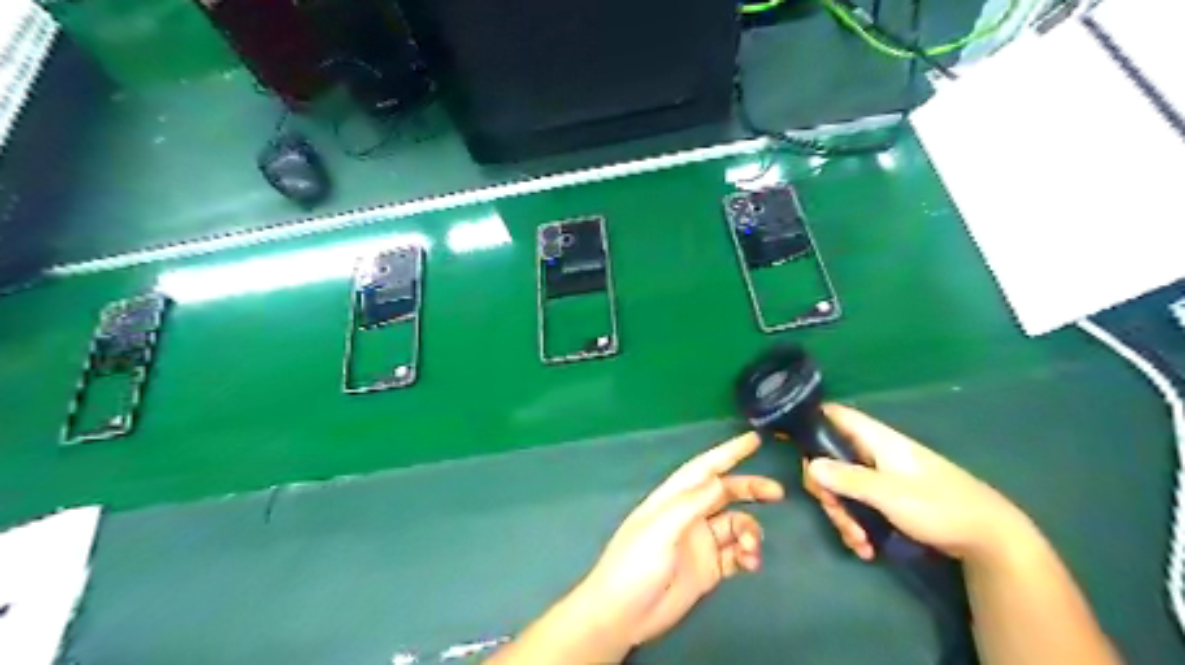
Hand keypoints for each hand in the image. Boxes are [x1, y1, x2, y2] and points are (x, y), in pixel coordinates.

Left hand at [576, 434, 783, 652]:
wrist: (623, 614)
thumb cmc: (635, 563)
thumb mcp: (662, 527)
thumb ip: (692, 503)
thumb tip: (721, 479)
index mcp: (674, 498)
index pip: (705, 467)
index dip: (729, 452)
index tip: (754, 440)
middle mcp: (689, 515)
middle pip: (726, 493)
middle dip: (750, 489)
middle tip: (777, 493)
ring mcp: (700, 542)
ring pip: (736, 524)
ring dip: (750, 531)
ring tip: (751, 548)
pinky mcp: (708, 568)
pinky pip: (736, 554)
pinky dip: (748, 554)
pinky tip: (751, 563)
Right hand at [801, 403, 1034, 562]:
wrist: (989, 537)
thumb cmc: (939, 505)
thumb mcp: (889, 494)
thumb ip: (848, 479)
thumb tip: (809, 465)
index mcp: (875, 439)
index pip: (834, 415)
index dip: (809, 419)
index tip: (785, 437)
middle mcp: (874, 452)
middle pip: (830, 458)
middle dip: (827, 490)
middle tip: (835, 514)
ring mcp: (880, 475)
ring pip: (843, 485)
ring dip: (844, 515)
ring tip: (859, 543)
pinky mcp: (888, 497)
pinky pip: (859, 503)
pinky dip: (858, 523)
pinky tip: (867, 547)